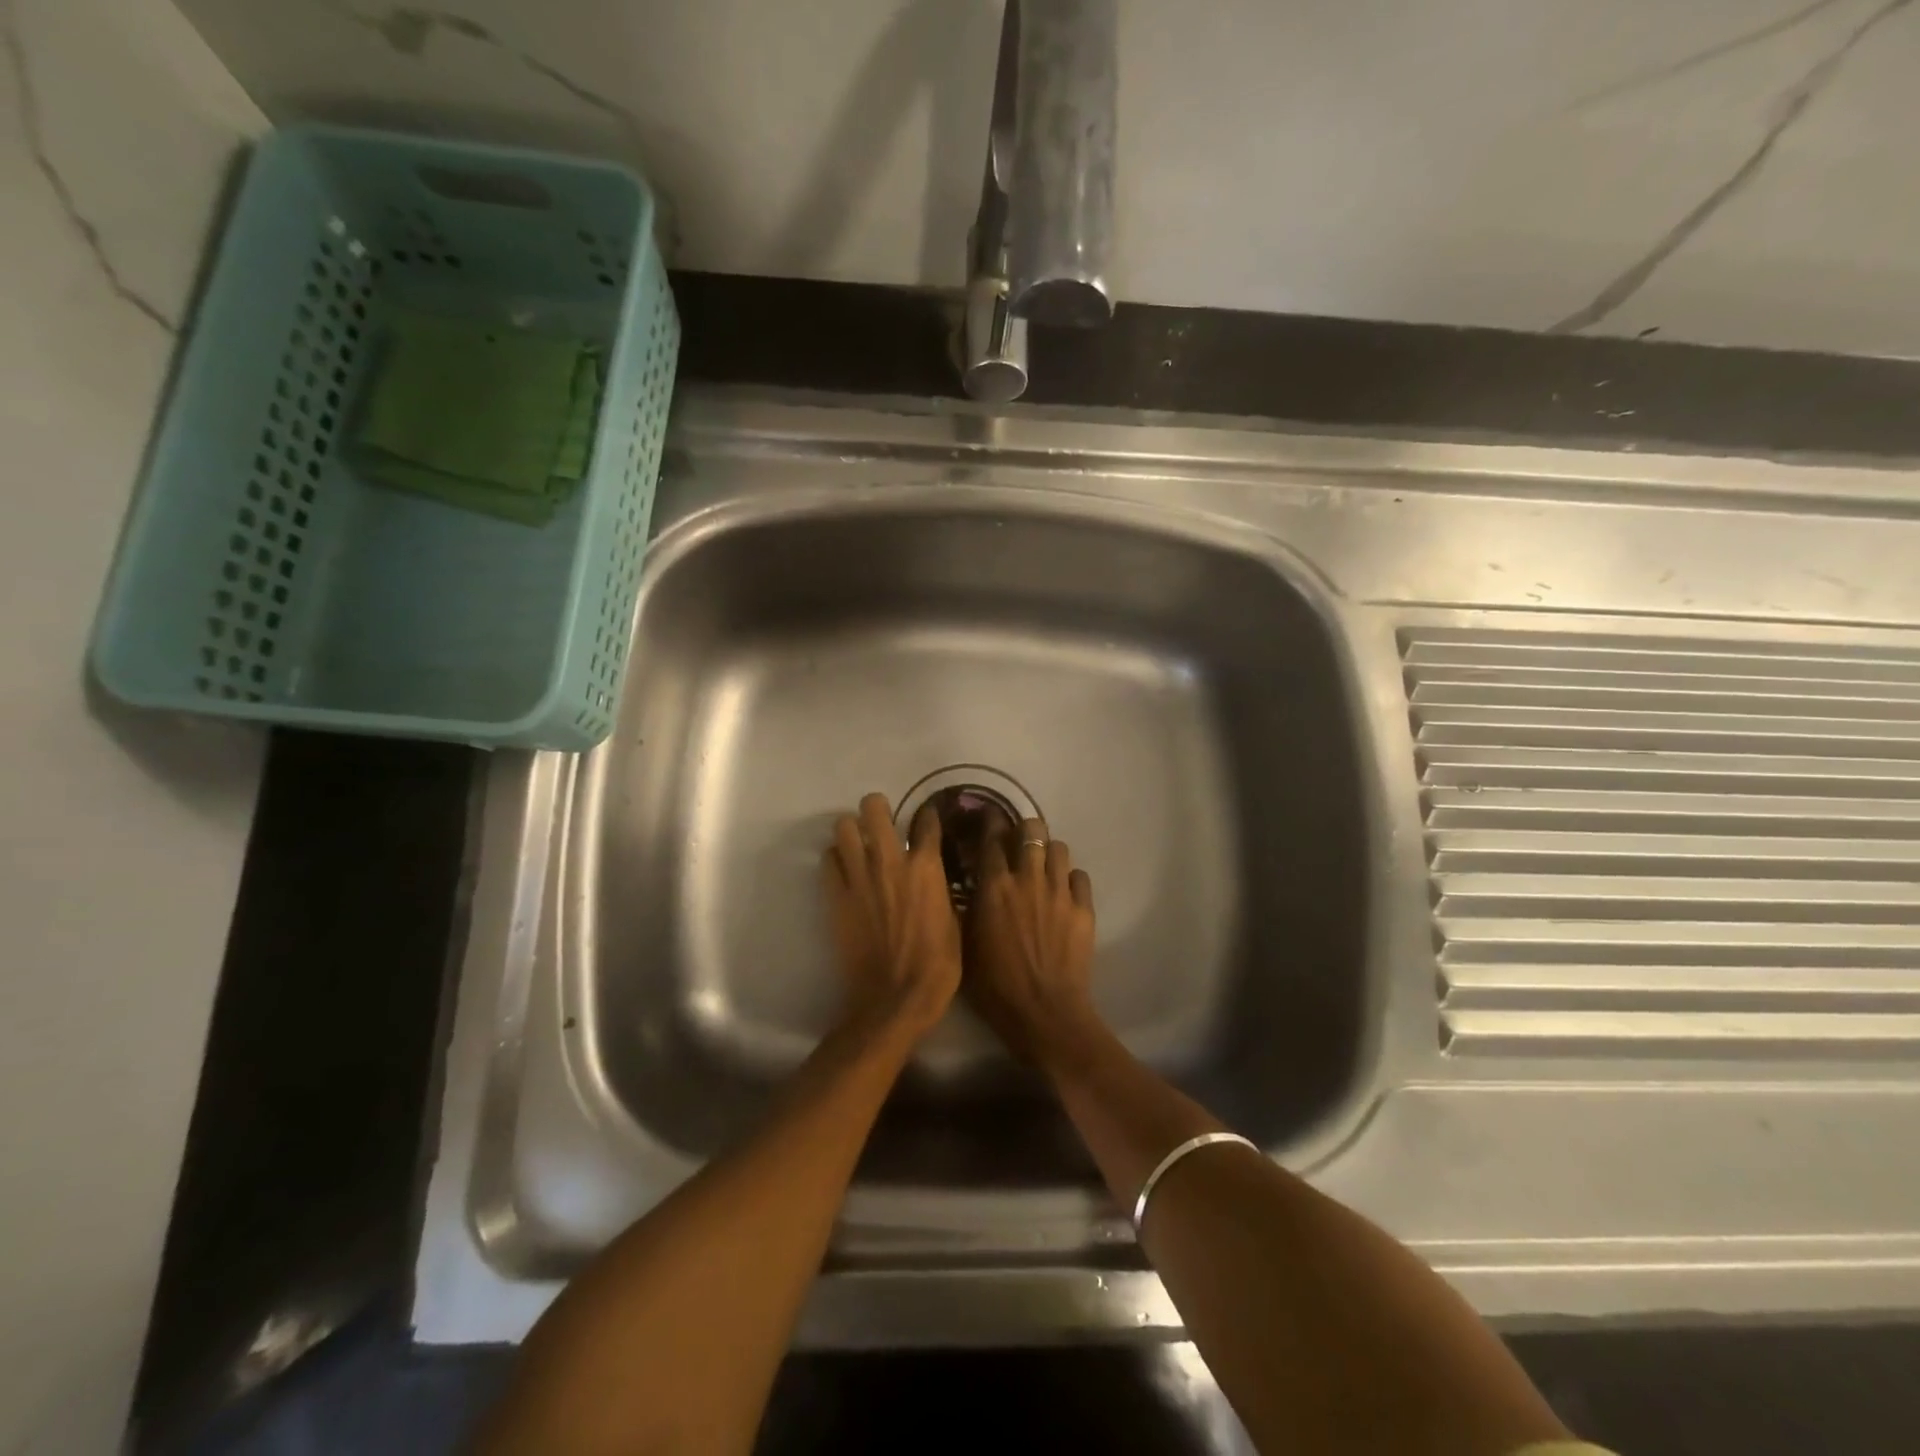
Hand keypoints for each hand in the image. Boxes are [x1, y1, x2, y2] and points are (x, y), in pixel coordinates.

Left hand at [822, 793, 961, 1040]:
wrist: (896, 998)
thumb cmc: (938, 965)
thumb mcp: (954, 921)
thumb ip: (941, 890)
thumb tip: (935, 878)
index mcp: (926, 867)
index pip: (926, 821)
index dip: (928, 815)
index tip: (927, 818)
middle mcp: (890, 861)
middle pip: (874, 808)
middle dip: (878, 807)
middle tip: (882, 820)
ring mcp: (859, 877)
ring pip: (843, 827)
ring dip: (851, 830)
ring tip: (858, 842)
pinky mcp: (836, 897)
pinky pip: (827, 861)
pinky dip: (835, 859)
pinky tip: (844, 869)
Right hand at [965, 814, 1099, 1069]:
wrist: (1045, 1014)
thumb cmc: (995, 986)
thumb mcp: (964, 946)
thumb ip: (963, 909)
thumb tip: (962, 886)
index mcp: (994, 886)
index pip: (991, 836)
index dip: (988, 821)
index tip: (986, 817)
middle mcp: (1027, 878)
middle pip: (1031, 829)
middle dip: (1023, 829)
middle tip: (1017, 841)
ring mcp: (1059, 891)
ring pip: (1058, 847)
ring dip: (1048, 851)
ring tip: (1042, 865)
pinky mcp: (1084, 908)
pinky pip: (1079, 876)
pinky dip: (1069, 878)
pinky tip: (1063, 892)